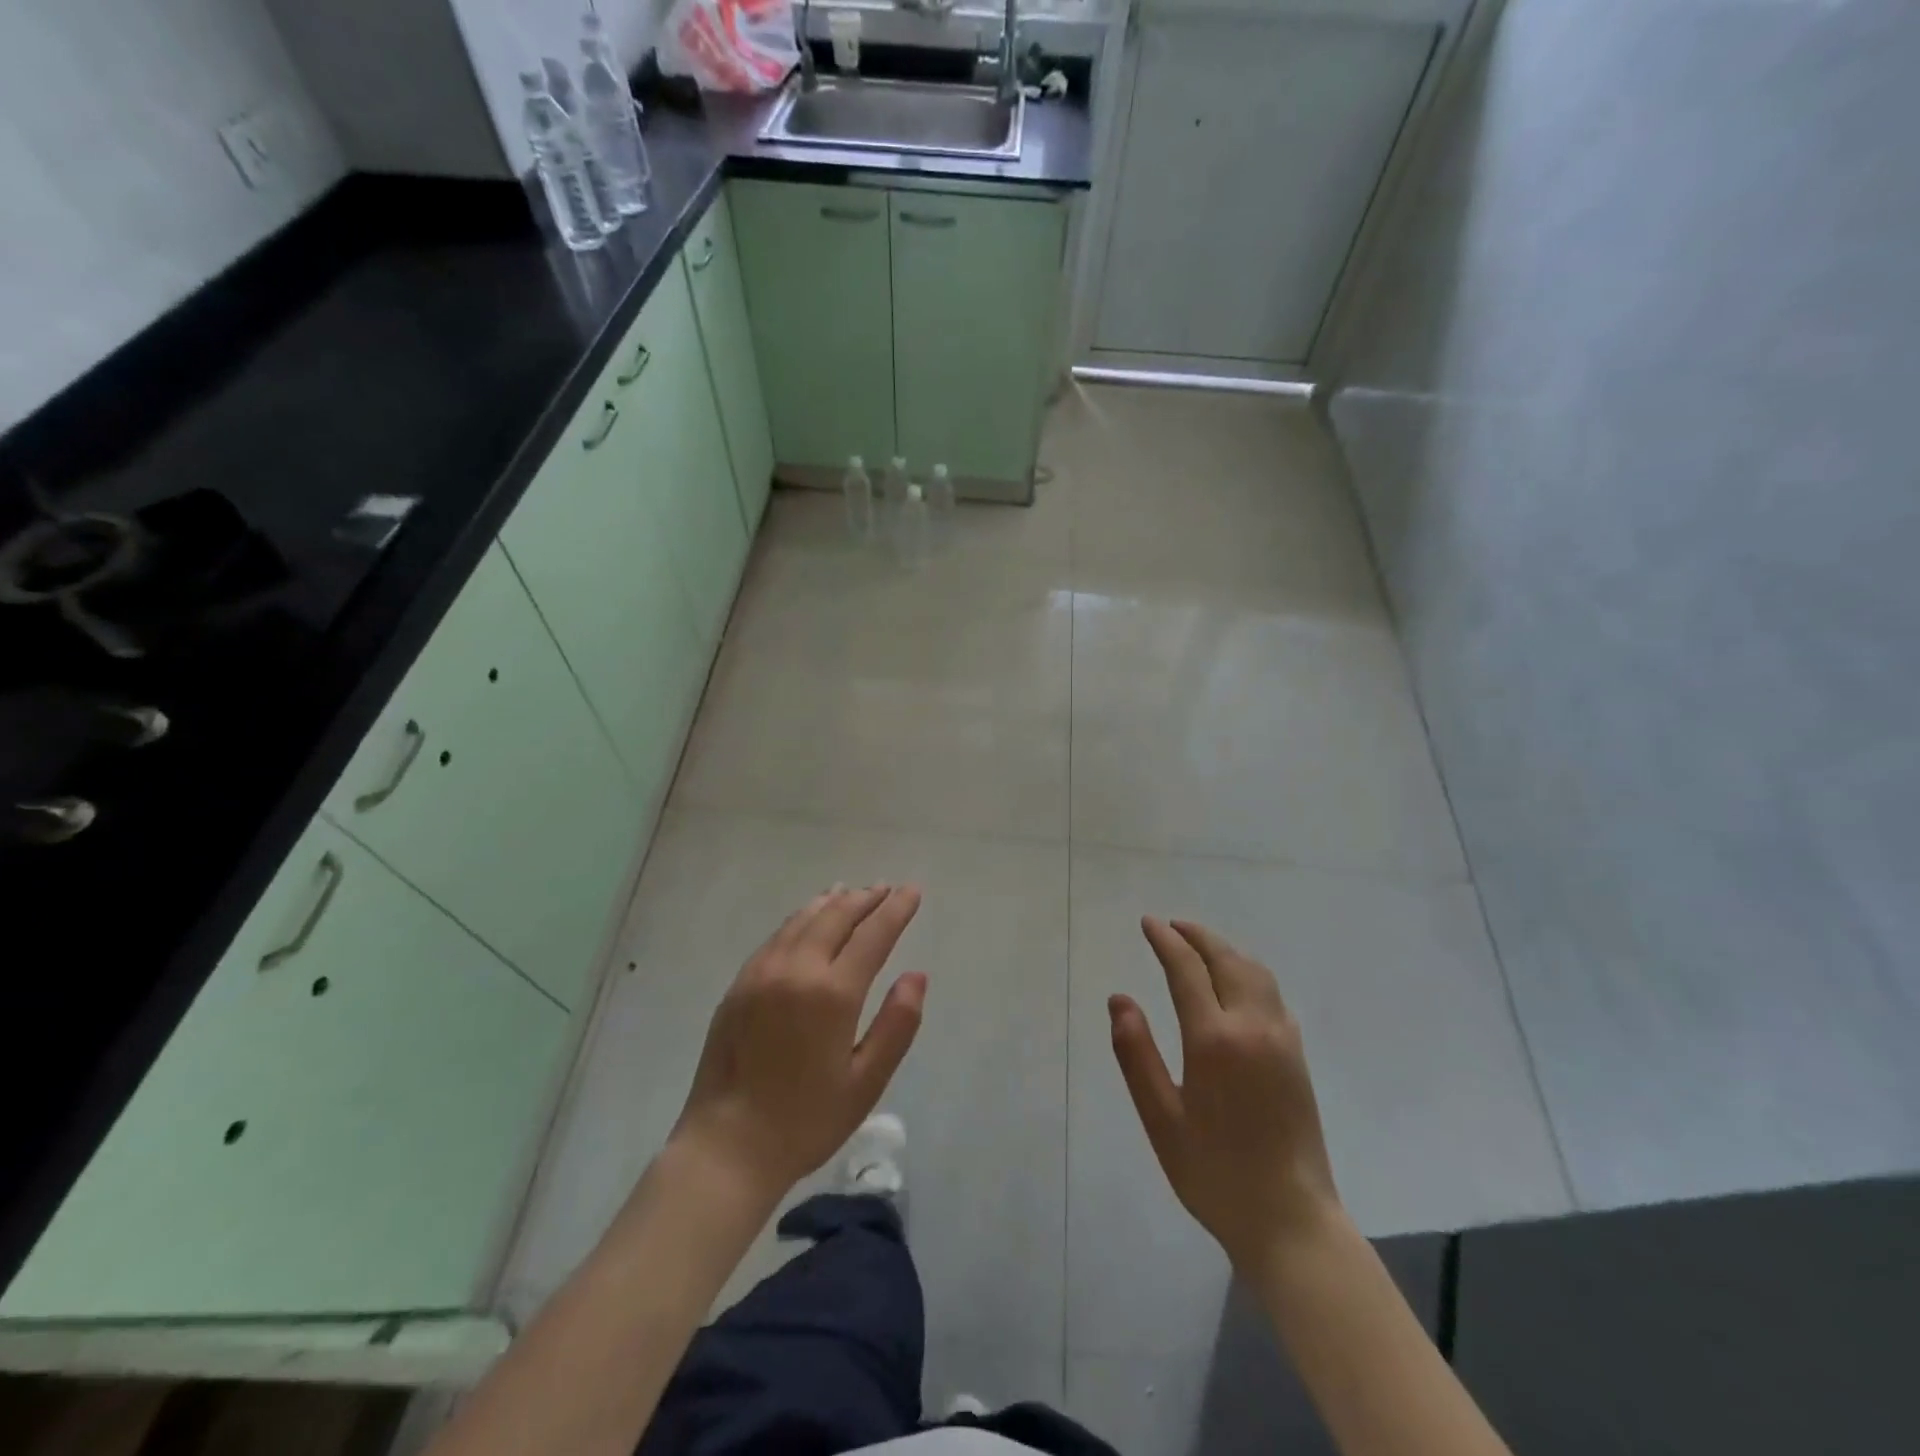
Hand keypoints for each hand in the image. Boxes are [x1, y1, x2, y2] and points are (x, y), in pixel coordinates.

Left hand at [670, 885, 926, 1204]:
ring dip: (832, 902)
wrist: (726, 1147)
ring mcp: (762, 973)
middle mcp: (796, 970)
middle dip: (865, 899)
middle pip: (836, 917)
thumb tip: (917, 975)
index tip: (913, 890)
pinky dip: (801, 918)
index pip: (872, 935)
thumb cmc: (806, 1121)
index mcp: (832, 993)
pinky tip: (807, 919)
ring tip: (850, 892)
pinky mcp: (740, 984)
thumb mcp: (866, 1081)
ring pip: (803, 920)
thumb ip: (897, 1024)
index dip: (896, 909)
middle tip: (886, 887)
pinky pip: (777, 936)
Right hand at [1109, 917, 1341, 1272]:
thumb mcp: (1161, 1118)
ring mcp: (1282, 1040)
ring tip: (1199, 946)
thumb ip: (1136, 1054)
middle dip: (1197, 936)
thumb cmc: (1214, 1173)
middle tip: (1171, 926)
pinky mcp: (1297, 1056)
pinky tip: (1235, 985)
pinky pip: (1272, 994)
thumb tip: (1119, 999)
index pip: (1187, 969)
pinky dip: (1248, 972)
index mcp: (1214, 1040)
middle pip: (1227, 960)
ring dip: (1225, 950)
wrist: (1291, 1221)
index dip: (1165, 941)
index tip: (1148, 923)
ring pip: (1255, 972)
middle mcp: (1253, 1027)